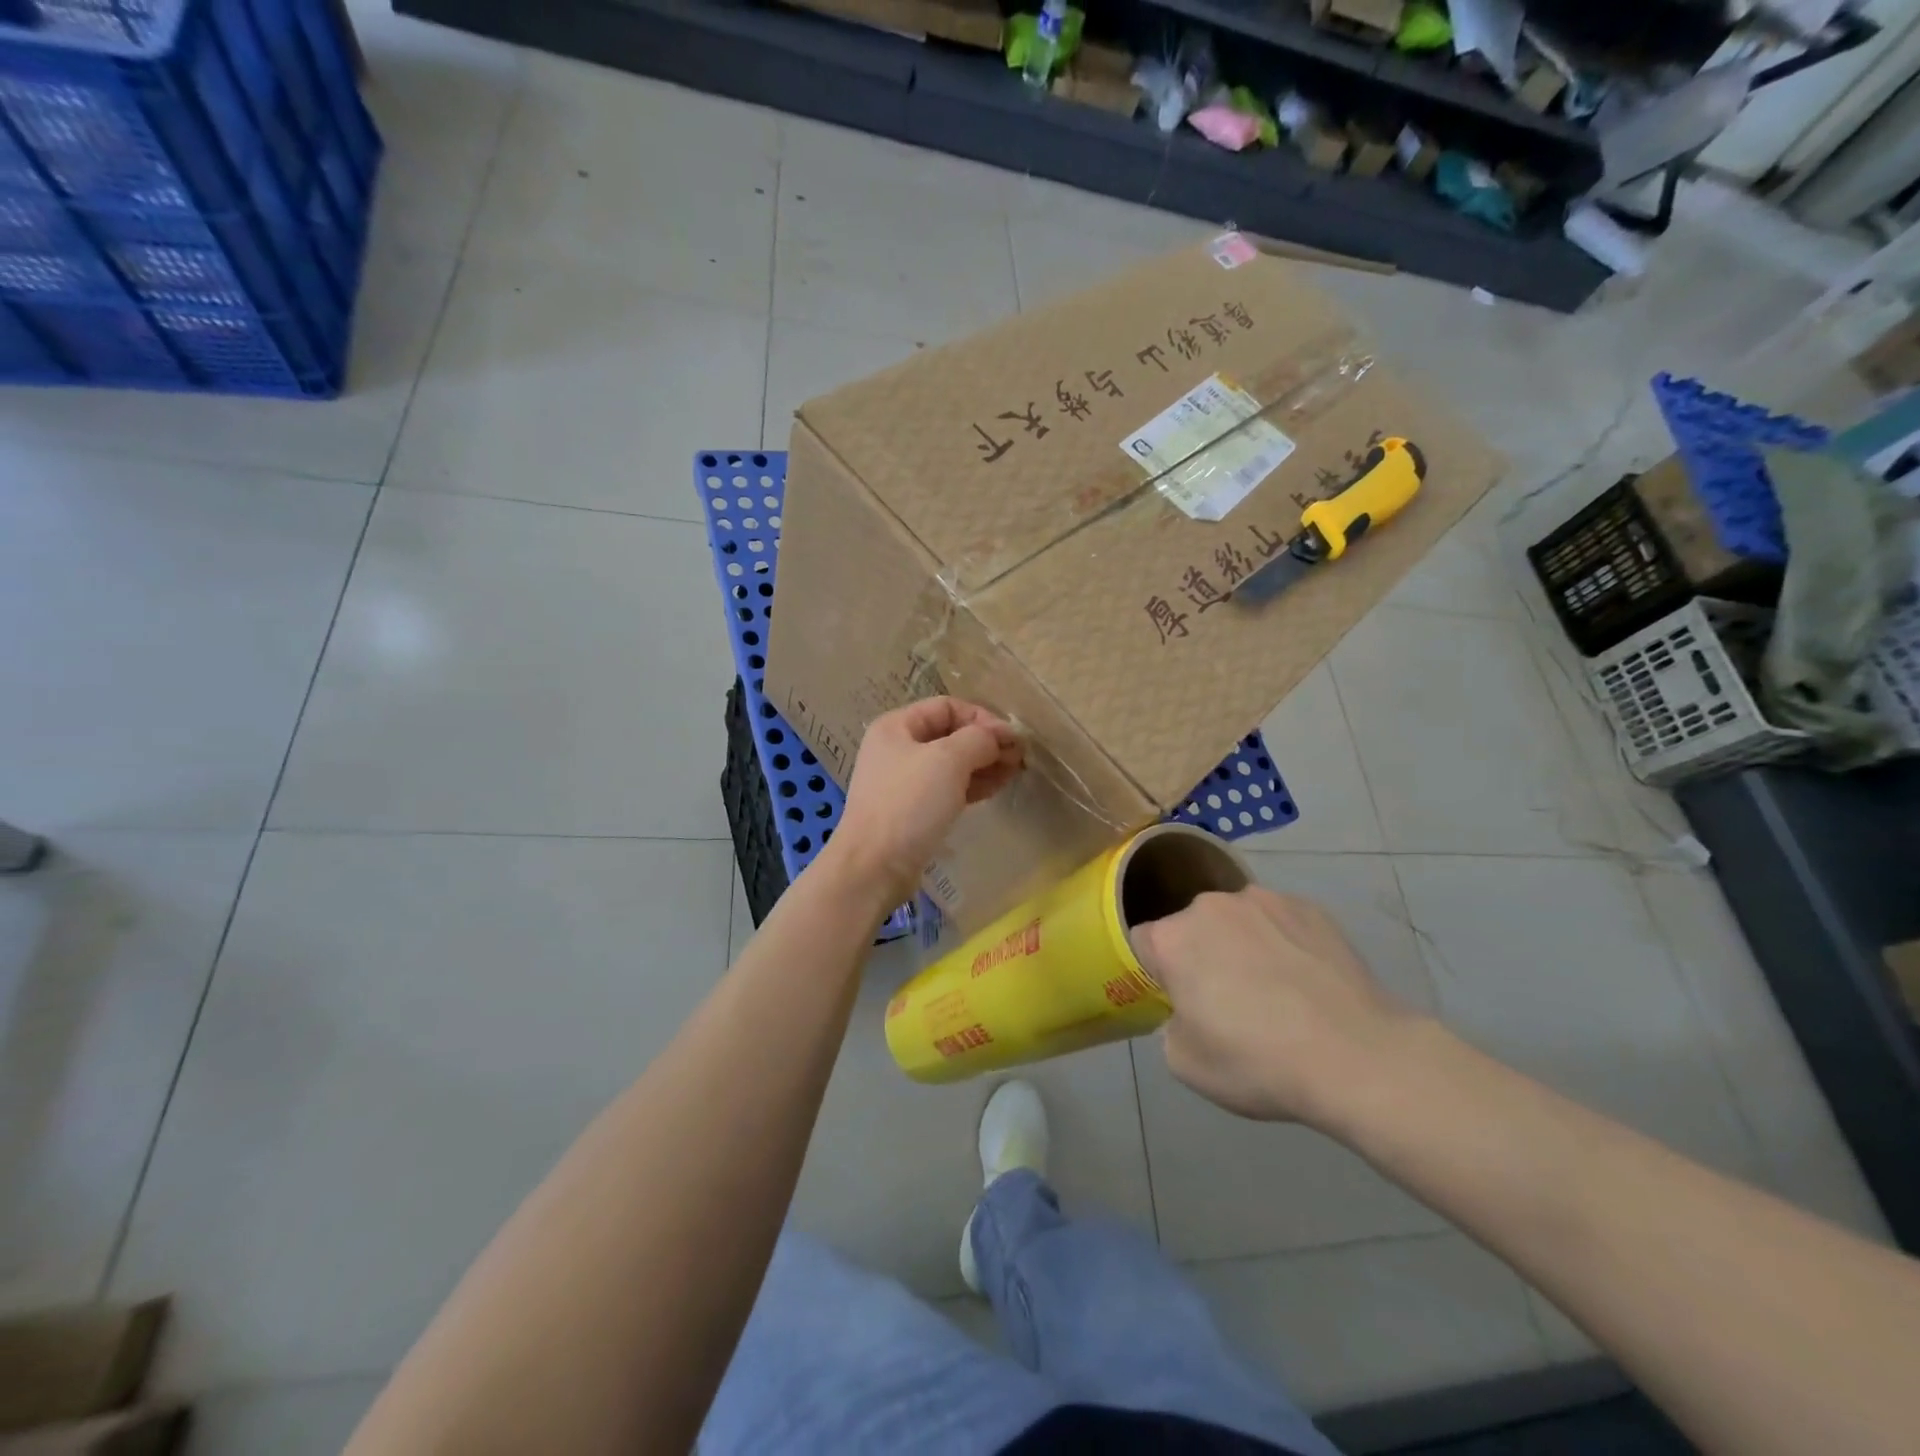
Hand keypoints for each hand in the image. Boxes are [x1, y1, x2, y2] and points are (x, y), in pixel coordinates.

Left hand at [827, 698, 1023, 904]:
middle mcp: (897, 749)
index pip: (947, 706)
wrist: (874, 866)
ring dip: (984, 764)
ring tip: (1014, 773)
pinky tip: (996, 788)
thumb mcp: (948, 760)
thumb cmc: (909, 803)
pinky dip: (972, 785)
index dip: (982, 717)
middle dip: (986, 743)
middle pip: (950, 735)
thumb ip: (979, 739)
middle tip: (1019, 758)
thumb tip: (1001, 736)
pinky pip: (947, 788)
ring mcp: (904, 781)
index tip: (1010, 739)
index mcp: (896, 726)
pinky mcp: (913, 810)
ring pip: (951, 764)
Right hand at [1130, 886, 1422, 1125]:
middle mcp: (1211, 906)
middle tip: (1227, 999)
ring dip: (1241, 945)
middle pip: (1191, 927)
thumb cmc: (1259, 1062)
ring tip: (1275, 990)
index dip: (1156, 973)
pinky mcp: (1310, 908)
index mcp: (1173, 938)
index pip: (1143, 943)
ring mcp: (1264, 901)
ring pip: (1237, 921)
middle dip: (1200, 955)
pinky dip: (1283, 943)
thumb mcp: (1186, 1064)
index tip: (1178, 1000)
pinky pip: (1280, 922)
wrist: (1359, 1057)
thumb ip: (1170, 1026)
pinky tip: (1306, 981)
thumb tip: (1189, 1010)